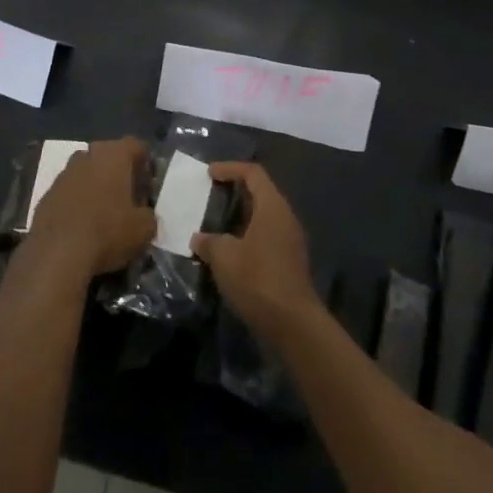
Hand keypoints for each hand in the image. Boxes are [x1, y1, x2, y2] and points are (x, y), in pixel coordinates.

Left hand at [26, 138, 156, 279]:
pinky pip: (69, 192)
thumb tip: (145, 215)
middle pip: (109, 156)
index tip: (148, 185)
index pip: (137, 146)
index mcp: (114, 154)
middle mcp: (88, 155)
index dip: (146, 164)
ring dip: (96, 186)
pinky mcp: (46, 194)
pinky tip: (82, 225)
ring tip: (104, 213)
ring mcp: (64, 173)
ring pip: (87, 172)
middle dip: (119, 173)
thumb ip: (149, 216)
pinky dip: (77, 202)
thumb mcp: (143, 229)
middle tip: (128, 198)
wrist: (57, 254)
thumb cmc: (107, 232)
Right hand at [191, 163, 318, 340]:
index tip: (209, 173)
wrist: (293, 323)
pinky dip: (248, 233)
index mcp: (272, 206)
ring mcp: (291, 239)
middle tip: (212, 194)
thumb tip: (198, 238)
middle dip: (236, 190)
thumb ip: (209, 242)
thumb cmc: (258, 279)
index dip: (230, 168)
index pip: (253, 173)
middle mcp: (286, 217)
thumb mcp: (224, 257)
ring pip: (264, 215)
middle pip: (261, 192)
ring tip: (217, 222)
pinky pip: (267, 234)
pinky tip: (231, 249)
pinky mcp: (290, 260)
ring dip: (241, 215)